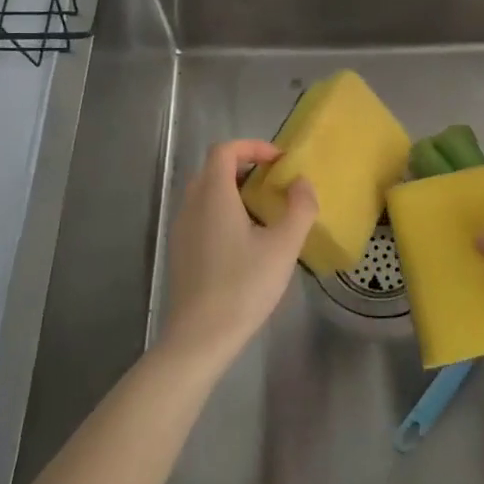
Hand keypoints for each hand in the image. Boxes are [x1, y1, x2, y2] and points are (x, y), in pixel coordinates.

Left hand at [157, 139, 317, 371]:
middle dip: (245, 167)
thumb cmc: (244, 285)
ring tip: (265, 211)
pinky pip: (202, 215)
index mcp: (213, 196)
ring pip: (206, 193)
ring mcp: (182, 229)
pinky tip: (247, 240)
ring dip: (234, 190)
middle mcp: (191, 205)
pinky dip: (224, 211)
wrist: (200, 337)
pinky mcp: (181, 251)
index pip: (225, 150)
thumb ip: (299, 208)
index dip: (253, 147)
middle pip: (213, 169)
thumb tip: (302, 182)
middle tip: (274, 183)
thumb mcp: (283, 246)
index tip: (279, 162)